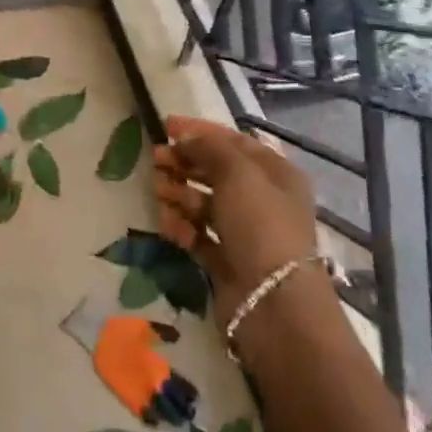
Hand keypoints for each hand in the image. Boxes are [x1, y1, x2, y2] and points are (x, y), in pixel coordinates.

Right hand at [153, 115, 318, 325]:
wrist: (273, 304)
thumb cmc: (260, 224)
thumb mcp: (237, 172)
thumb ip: (209, 148)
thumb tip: (186, 140)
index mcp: (276, 174)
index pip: (234, 142)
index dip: (200, 131)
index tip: (166, 126)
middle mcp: (264, 201)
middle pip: (217, 172)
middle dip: (185, 163)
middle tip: (155, 159)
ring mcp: (245, 234)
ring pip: (205, 204)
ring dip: (179, 193)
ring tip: (157, 190)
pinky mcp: (227, 262)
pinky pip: (199, 236)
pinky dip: (182, 227)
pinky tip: (166, 224)